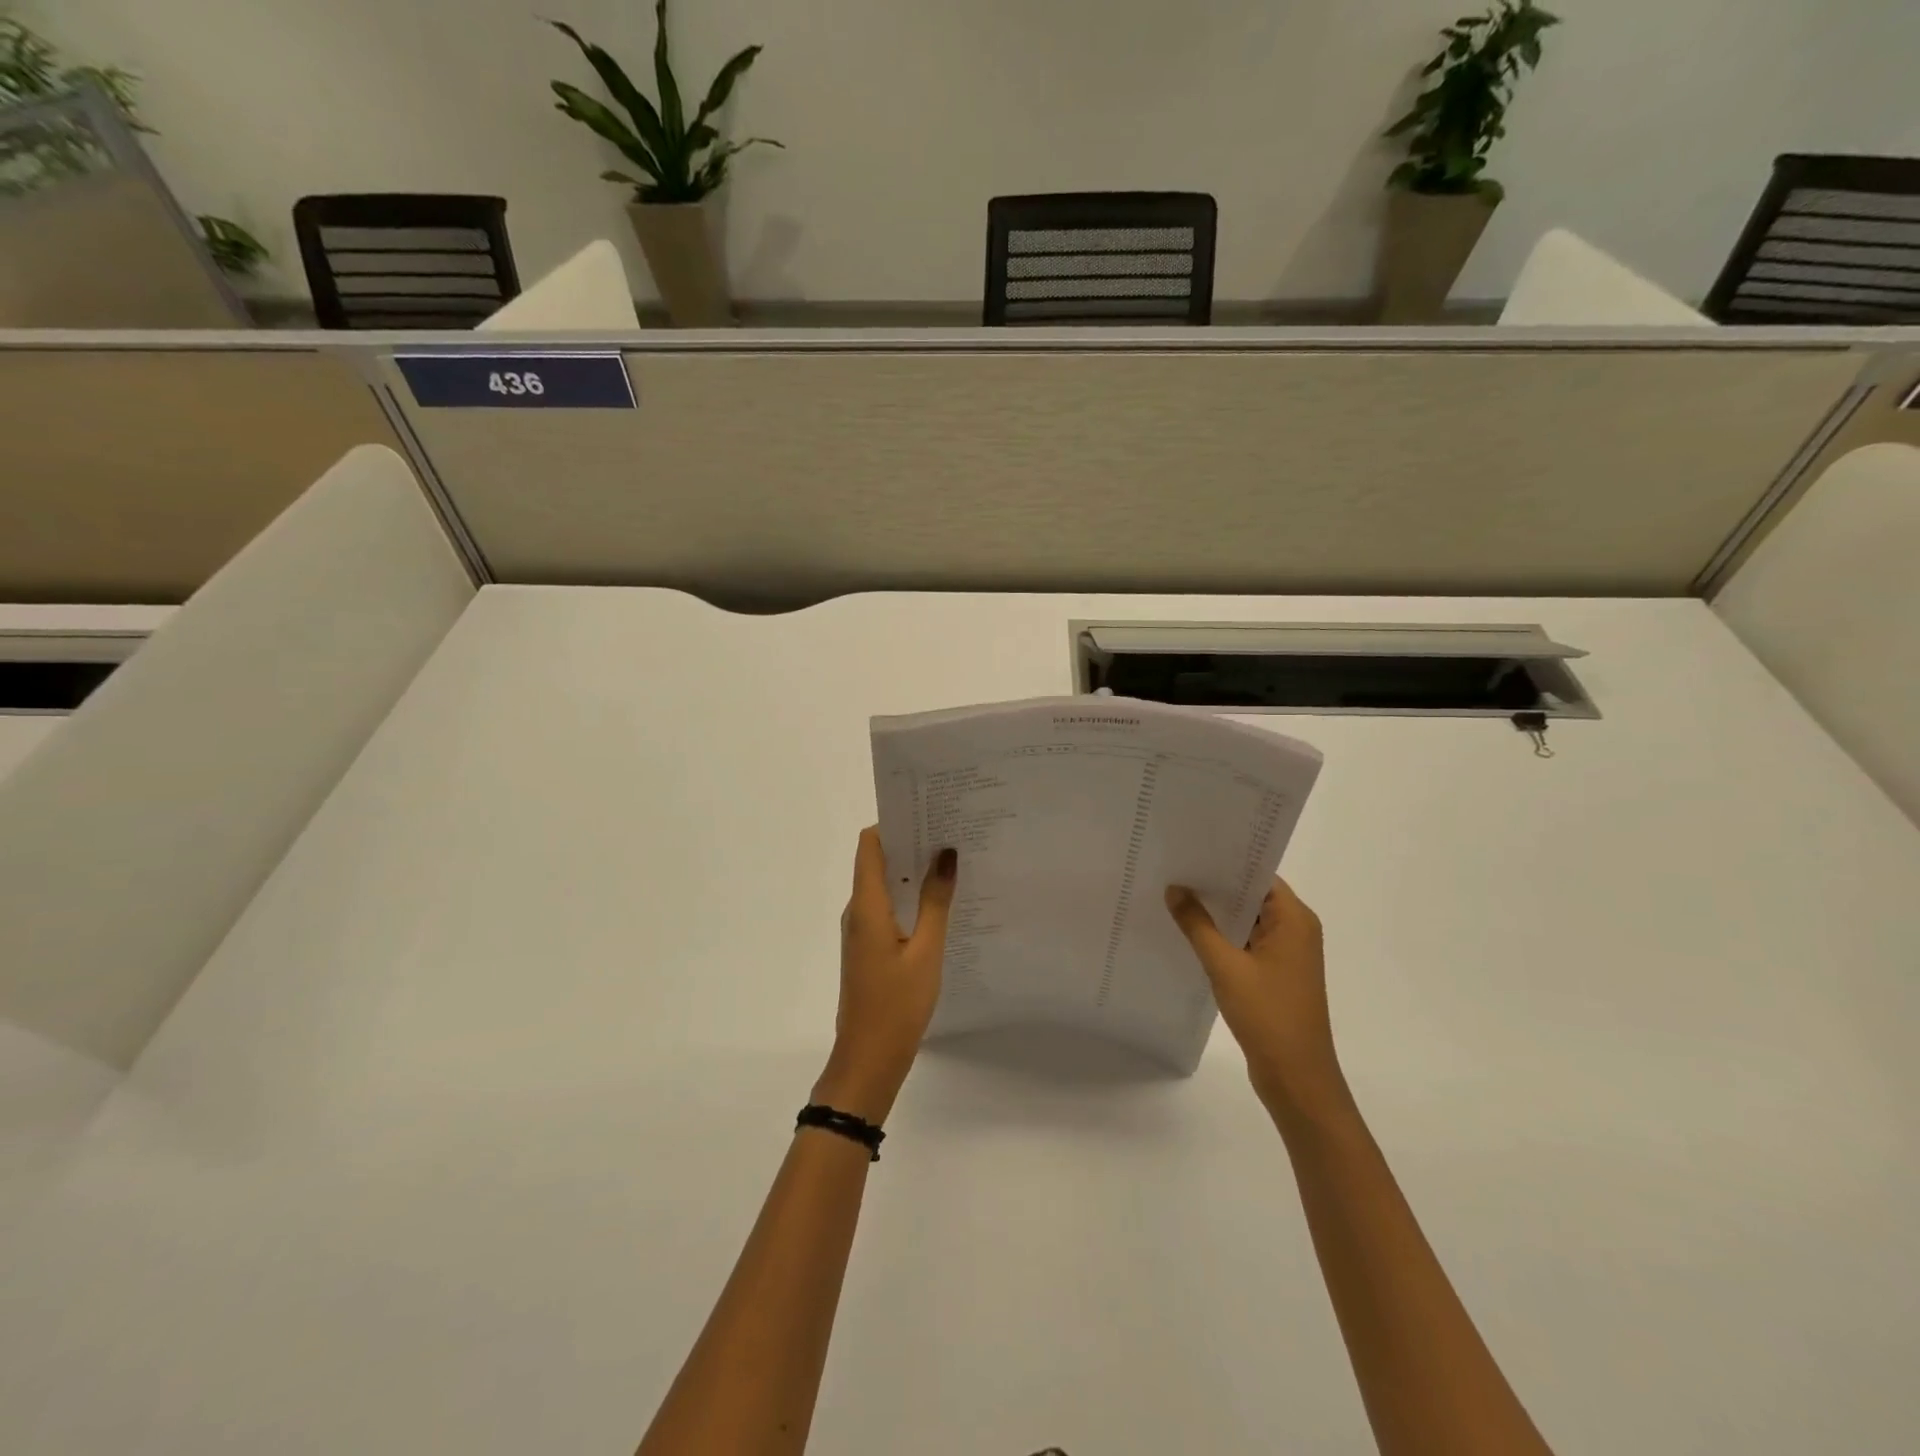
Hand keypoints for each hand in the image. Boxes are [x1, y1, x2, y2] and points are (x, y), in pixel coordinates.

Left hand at [812, 827, 956, 1124]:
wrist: (868, 1060)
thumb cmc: (897, 1005)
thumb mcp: (927, 951)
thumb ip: (936, 901)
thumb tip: (946, 853)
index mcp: (866, 905)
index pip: (869, 844)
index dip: (893, 823)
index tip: (927, 812)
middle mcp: (858, 910)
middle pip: (877, 860)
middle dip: (910, 843)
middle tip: (951, 831)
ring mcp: (861, 930)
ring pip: (885, 885)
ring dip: (913, 871)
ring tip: (952, 861)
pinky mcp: (869, 947)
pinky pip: (888, 907)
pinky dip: (910, 897)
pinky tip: (940, 902)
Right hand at [1165, 878, 1349, 1119]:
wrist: (1297, 1079)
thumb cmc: (1268, 1015)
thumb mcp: (1225, 966)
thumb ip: (1197, 924)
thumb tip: (1174, 888)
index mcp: (1294, 919)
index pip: (1258, 874)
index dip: (1226, 861)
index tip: (1190, 850)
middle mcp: (1295, 930)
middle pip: (1252, 894)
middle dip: (1215, 885)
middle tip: (1173, 868)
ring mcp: (1286, 954)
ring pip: (1246, 920)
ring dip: (1216, 912)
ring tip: (1173, 894)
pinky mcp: (1275, 974)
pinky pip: (1245, 942)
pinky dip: (1222, 936)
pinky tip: (1189, 932)